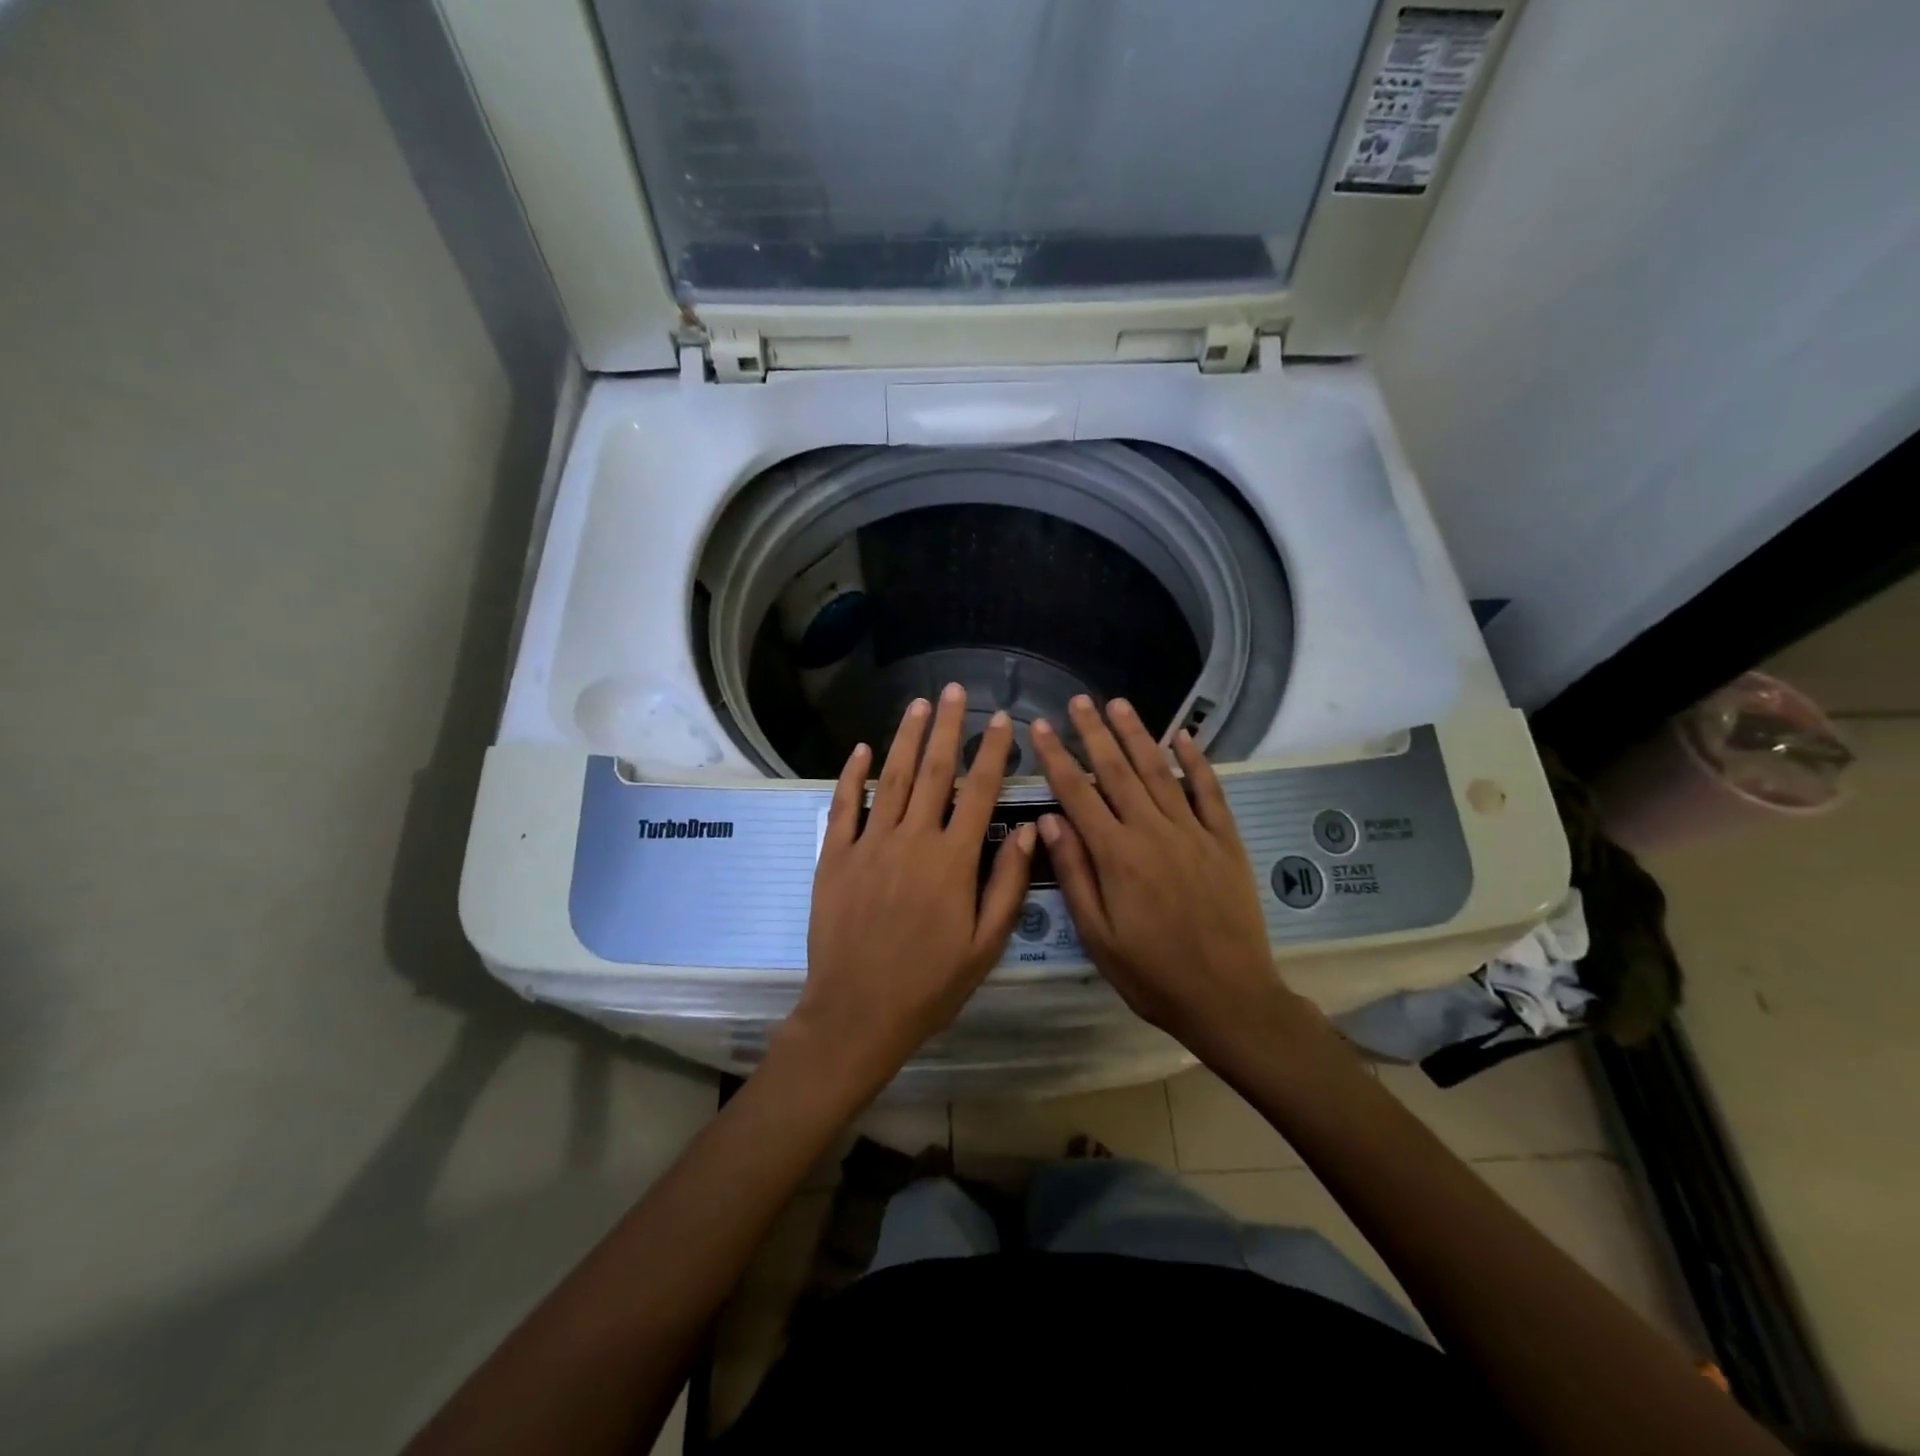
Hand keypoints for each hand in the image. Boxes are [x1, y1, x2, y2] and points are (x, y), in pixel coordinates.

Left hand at [781, 684, 1035, 1098]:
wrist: (857, 1013)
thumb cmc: (929, 985)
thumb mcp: (985, 946)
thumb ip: (1007, 885)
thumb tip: (1028, 832)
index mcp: (953, 861)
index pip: (979, 793)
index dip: (991, 753)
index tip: (1001, 720)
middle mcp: (912, 840)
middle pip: (933, 772)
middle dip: (946, 728)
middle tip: (954, 690)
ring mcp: (869, 845)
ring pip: (890, 778)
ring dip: (905, 738)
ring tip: (918, 705)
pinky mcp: (835, 857)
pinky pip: (844, 806)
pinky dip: (852, 775)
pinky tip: (860, 748)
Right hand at [1031, 696, 1300, 1062]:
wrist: (1229, 998)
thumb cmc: (1152, 974)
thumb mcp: (1098, 936)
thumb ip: (1074, 873)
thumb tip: (1049, 820)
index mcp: (1116, 855)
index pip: (1077, 793)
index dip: (1055, 757)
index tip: (1039, 727)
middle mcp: (1153, 832)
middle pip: (1117, 771)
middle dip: (1094, 733)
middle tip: (1078, 700)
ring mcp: (1193, 833)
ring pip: (1159, 772)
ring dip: (1138, 735)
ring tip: (1119, 704)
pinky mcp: (1224, 842)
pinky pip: (1209, 793)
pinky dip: (1196, 762)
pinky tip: (1184, 737)